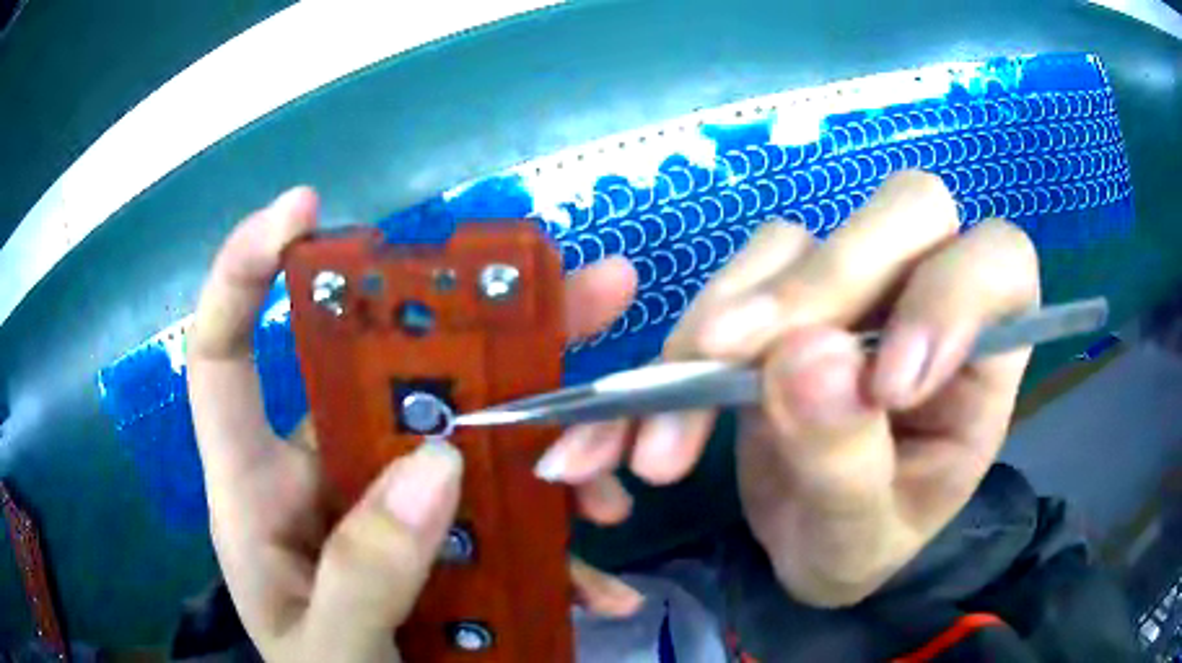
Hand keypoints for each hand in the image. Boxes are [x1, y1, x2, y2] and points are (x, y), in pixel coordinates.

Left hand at [187, 187, 642, 661]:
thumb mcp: (330, 653)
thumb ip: (363, 575)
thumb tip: (437, 465)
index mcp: (257, 496)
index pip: (225, 357)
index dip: (248, 272)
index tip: (305, 209)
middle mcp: (321, 479)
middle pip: (384, 376)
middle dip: (476, 327)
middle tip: (575, 289)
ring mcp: (386, 508)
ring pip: (462, 439)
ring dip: (542, 441)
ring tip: (612, 460)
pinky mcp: (442, 542)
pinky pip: (502, 519)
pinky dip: (557, 545)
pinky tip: (603, 586)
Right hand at [536, 172, 1038, 605]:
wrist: (803, 545)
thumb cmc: (858, 546)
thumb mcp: (860, 538)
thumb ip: (846, 462)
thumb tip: (804, 359)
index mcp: (983, 357)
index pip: (998, 265)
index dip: (950, 295)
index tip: (886, 387)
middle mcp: (924, 297)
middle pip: (906, 212)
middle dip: (825, 282)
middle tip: (737, 361)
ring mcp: (851, 288)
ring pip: (798, 241)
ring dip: (725, 322)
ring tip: (669, 427)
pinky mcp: (781, 296)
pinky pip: (733, 280)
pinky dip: (682, 342)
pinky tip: (644, 410)